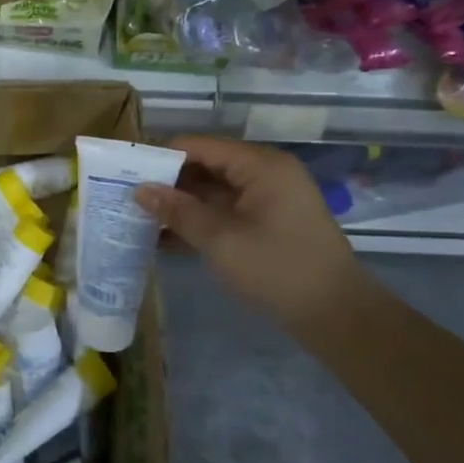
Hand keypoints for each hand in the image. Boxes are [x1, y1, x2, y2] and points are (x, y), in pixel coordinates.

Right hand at [135, 136, 361, 325]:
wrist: (337, 316)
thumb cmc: (278, 268)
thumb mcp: (221, 239)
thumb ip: (178, 211)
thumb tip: (140, 189)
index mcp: (260, 165)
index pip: (200, 146)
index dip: (163, 157)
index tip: (127, 173)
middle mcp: (265, 173)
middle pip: (206, 167)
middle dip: (169, 183)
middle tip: (129, 197)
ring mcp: (268, 199)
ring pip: (213, 192)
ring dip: (181, 205)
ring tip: (140, 218)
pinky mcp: (267, 224)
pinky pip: (226, 212)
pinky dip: (200, 222)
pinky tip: (166, 239)